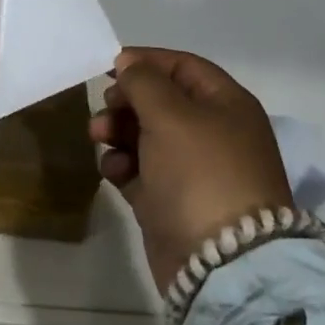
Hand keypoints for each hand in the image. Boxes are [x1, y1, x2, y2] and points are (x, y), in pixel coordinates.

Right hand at [89, 47, 292, 293]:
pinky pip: (140, 170)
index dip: (146, 62)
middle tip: (104, 108)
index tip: (108, 67)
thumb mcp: (170, 115)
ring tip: (98, 138)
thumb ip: (143, 82)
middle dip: (126, 101)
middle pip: (160, 101)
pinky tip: (115, 172)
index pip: (183, 66)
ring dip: (117, 131)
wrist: (222, 263)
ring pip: (145, 135)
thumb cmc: (200, 173)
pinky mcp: (172, 200)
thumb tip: (129, 63)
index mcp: (226, 105)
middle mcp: (213, 132)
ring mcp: (193, 169)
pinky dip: (123, 166)